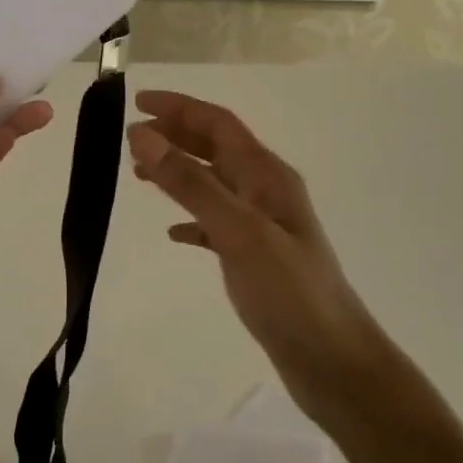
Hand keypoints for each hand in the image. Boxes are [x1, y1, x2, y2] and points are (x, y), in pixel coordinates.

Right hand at [127, 90, 385, 420]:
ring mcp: (262, 225)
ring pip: (214, 183)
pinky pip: (217, 224)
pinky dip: (192, 219)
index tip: (136, 102)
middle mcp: (266, 191)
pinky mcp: (255, 258)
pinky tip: (173, 233)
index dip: (179, 108)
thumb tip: (142, 135)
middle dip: (175, 135)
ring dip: (179, 172)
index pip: (218, 124)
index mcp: (267, 175)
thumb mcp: (237, 232)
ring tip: (140, 175)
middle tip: (130, 137)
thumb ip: (190, 184)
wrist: (331, 360)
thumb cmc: (288, 291)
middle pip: (216, 148)